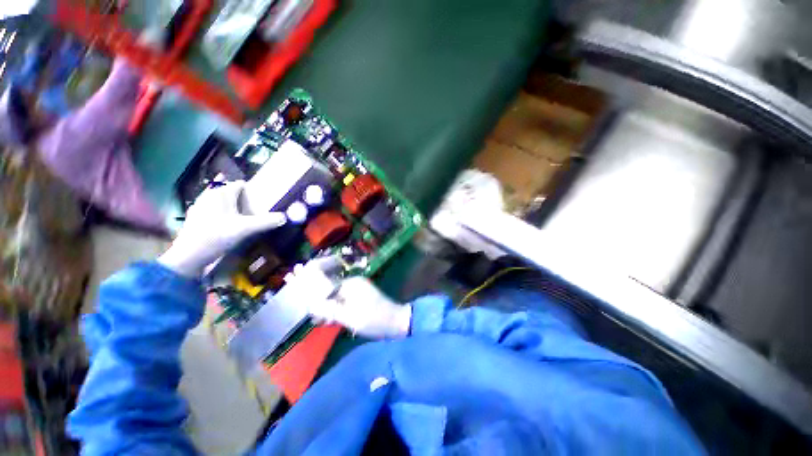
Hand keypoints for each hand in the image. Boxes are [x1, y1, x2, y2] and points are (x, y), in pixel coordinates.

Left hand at [158, 181, 286, 276]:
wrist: (189, 256)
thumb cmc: (217, 236)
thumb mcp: (246, 229)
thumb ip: (266, 221)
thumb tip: (284, 217)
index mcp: (221, 194)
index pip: (240, 185)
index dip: (253, 190)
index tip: (264, 199)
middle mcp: (209, 196)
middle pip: (231, 193)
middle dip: (244, 200)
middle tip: (256, 211)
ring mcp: (200, 207)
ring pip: (222, 202)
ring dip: (234, 208)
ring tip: (245, 219)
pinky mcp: (196, 218)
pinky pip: (214, 211)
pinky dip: (223, 215)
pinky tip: (228, 226)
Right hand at [308, 276, 411, 338]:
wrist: (396, 322)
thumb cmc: (373, 319)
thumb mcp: (349, 317)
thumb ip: (328, 310)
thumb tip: (310, 305)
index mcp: (350, 284)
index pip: (324, 284)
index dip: (310, 289)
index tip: (300, 295)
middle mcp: (353, 284)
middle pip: (328, 290)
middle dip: (317, 300)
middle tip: (308, 314)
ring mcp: (357, 291)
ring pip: (335, 297)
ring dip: (326, 307)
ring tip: (318, 321)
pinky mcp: (360, 299)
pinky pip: (343, 301)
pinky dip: (335, 309)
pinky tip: (328, 320)